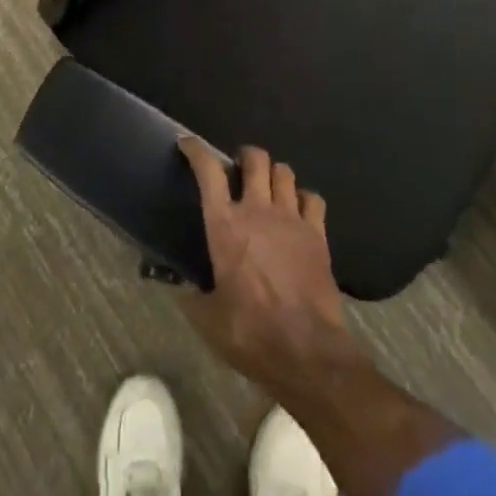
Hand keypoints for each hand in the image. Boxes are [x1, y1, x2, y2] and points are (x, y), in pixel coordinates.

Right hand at [178, 140, 363, 399]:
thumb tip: (177, 286)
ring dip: (273, 174)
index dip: (197, 150)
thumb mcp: (208, 320)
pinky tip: (298, 210)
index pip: (209, 171)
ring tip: (267, 187)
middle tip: (238, 169)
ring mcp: (291, 218)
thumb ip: (191, 296)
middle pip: (255, 158)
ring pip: (284, 171)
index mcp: (225, 226)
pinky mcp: (317, 233)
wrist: (307, 351)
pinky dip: (303, 197)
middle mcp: (258, 210)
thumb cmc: (251, 334)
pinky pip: (312, 198)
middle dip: (245, 156)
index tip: (188, 144)